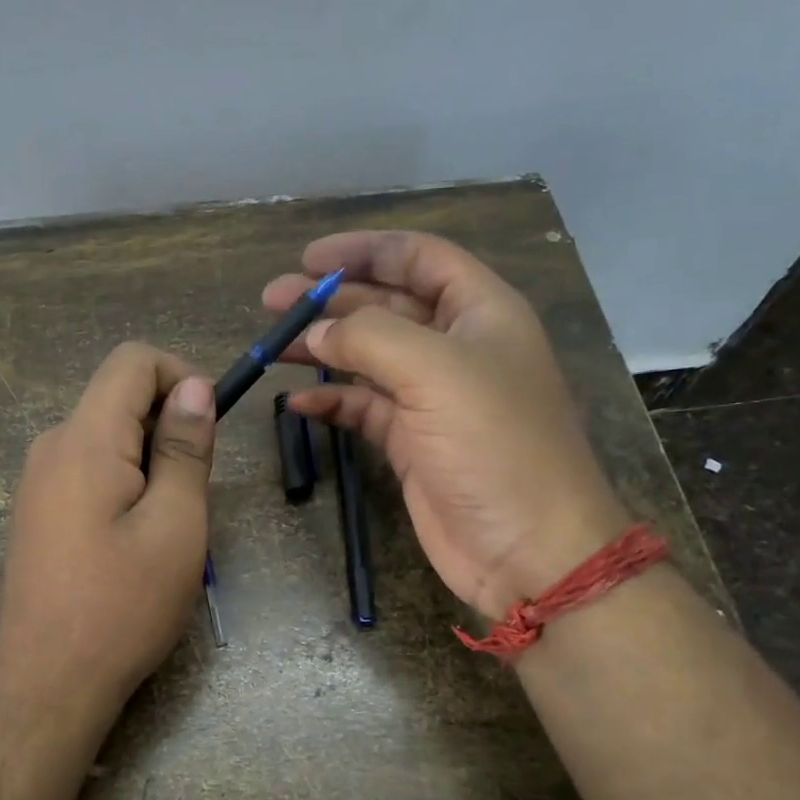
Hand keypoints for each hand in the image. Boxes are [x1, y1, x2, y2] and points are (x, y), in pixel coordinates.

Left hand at [0, 343, 214, 716]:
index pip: (131, 361)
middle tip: (192, 496)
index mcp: (84, 440)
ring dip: (149, 463)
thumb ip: (185, 449)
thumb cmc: (122, 606)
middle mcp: (51, 447)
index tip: (208, 429)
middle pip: (118, 399)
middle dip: (167, 428)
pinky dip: (123, 485)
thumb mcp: (176, 525)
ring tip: (166, 528)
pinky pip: (88, 472)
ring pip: (106, 439)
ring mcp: (36, 482)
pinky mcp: (36, 513)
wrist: (47, 683)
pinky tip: (133, 543)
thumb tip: (193, 388)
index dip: (180, 375)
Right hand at [265, 231, 629, 619]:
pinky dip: (332, 401)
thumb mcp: (436, 372)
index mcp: (481, 312)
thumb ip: (370, 336)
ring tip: (272, 345)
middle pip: (387, 305)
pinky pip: (364, 409)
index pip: (419, 258)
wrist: (527, 549)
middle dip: (331, 300)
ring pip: (369, 358)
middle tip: (273, 300)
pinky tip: (299, 403)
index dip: (365, 250)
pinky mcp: (412, 444)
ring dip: (323, 348)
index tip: (309, 258)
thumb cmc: (495, 445)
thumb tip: (317, 330)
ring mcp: (433, 399)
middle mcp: (457, 348)